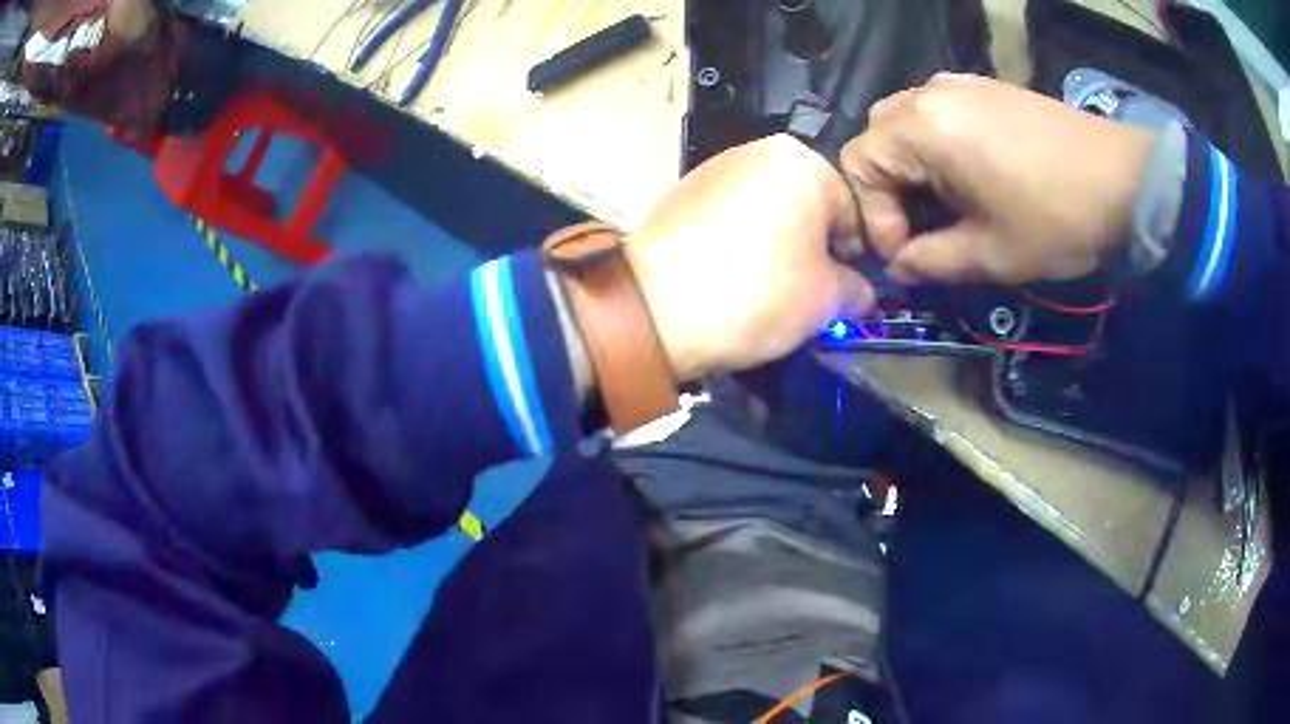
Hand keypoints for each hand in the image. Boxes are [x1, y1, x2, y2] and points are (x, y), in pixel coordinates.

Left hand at [626, 134, 875, 379]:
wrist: (654, 307)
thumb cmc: (757, 293)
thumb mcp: (826, 301)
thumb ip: (856, 290)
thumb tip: (860, 292)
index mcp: (803, 161)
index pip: (852, 212)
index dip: (856, 259)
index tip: (847, 294)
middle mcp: (758, 149)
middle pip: (809, 206)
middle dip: (815, 249)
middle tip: (809, 294)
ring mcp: (714, 167)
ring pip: (769, 209)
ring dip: (779, 245)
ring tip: (768, 288)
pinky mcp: (681, 191)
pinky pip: (731, 215)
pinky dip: (741, 241)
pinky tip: (732, 276)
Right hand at [840, 74, 1155, 284]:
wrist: (1126, 179)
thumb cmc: (1057, 218)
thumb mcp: (991, 255)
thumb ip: (930, 262)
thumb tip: (898, 268)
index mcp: (921, 128)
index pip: (858, 167)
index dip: (874, 219)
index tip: (908, 256)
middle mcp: (928, 93)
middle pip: (876, 138)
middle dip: (887, 189)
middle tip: (923, 228)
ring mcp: (958, 84)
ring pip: (905, 123)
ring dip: (912, 167)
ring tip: (948, 203)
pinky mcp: (985, 87)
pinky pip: (937, 112)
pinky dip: (937, 146)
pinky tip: (971, 174)